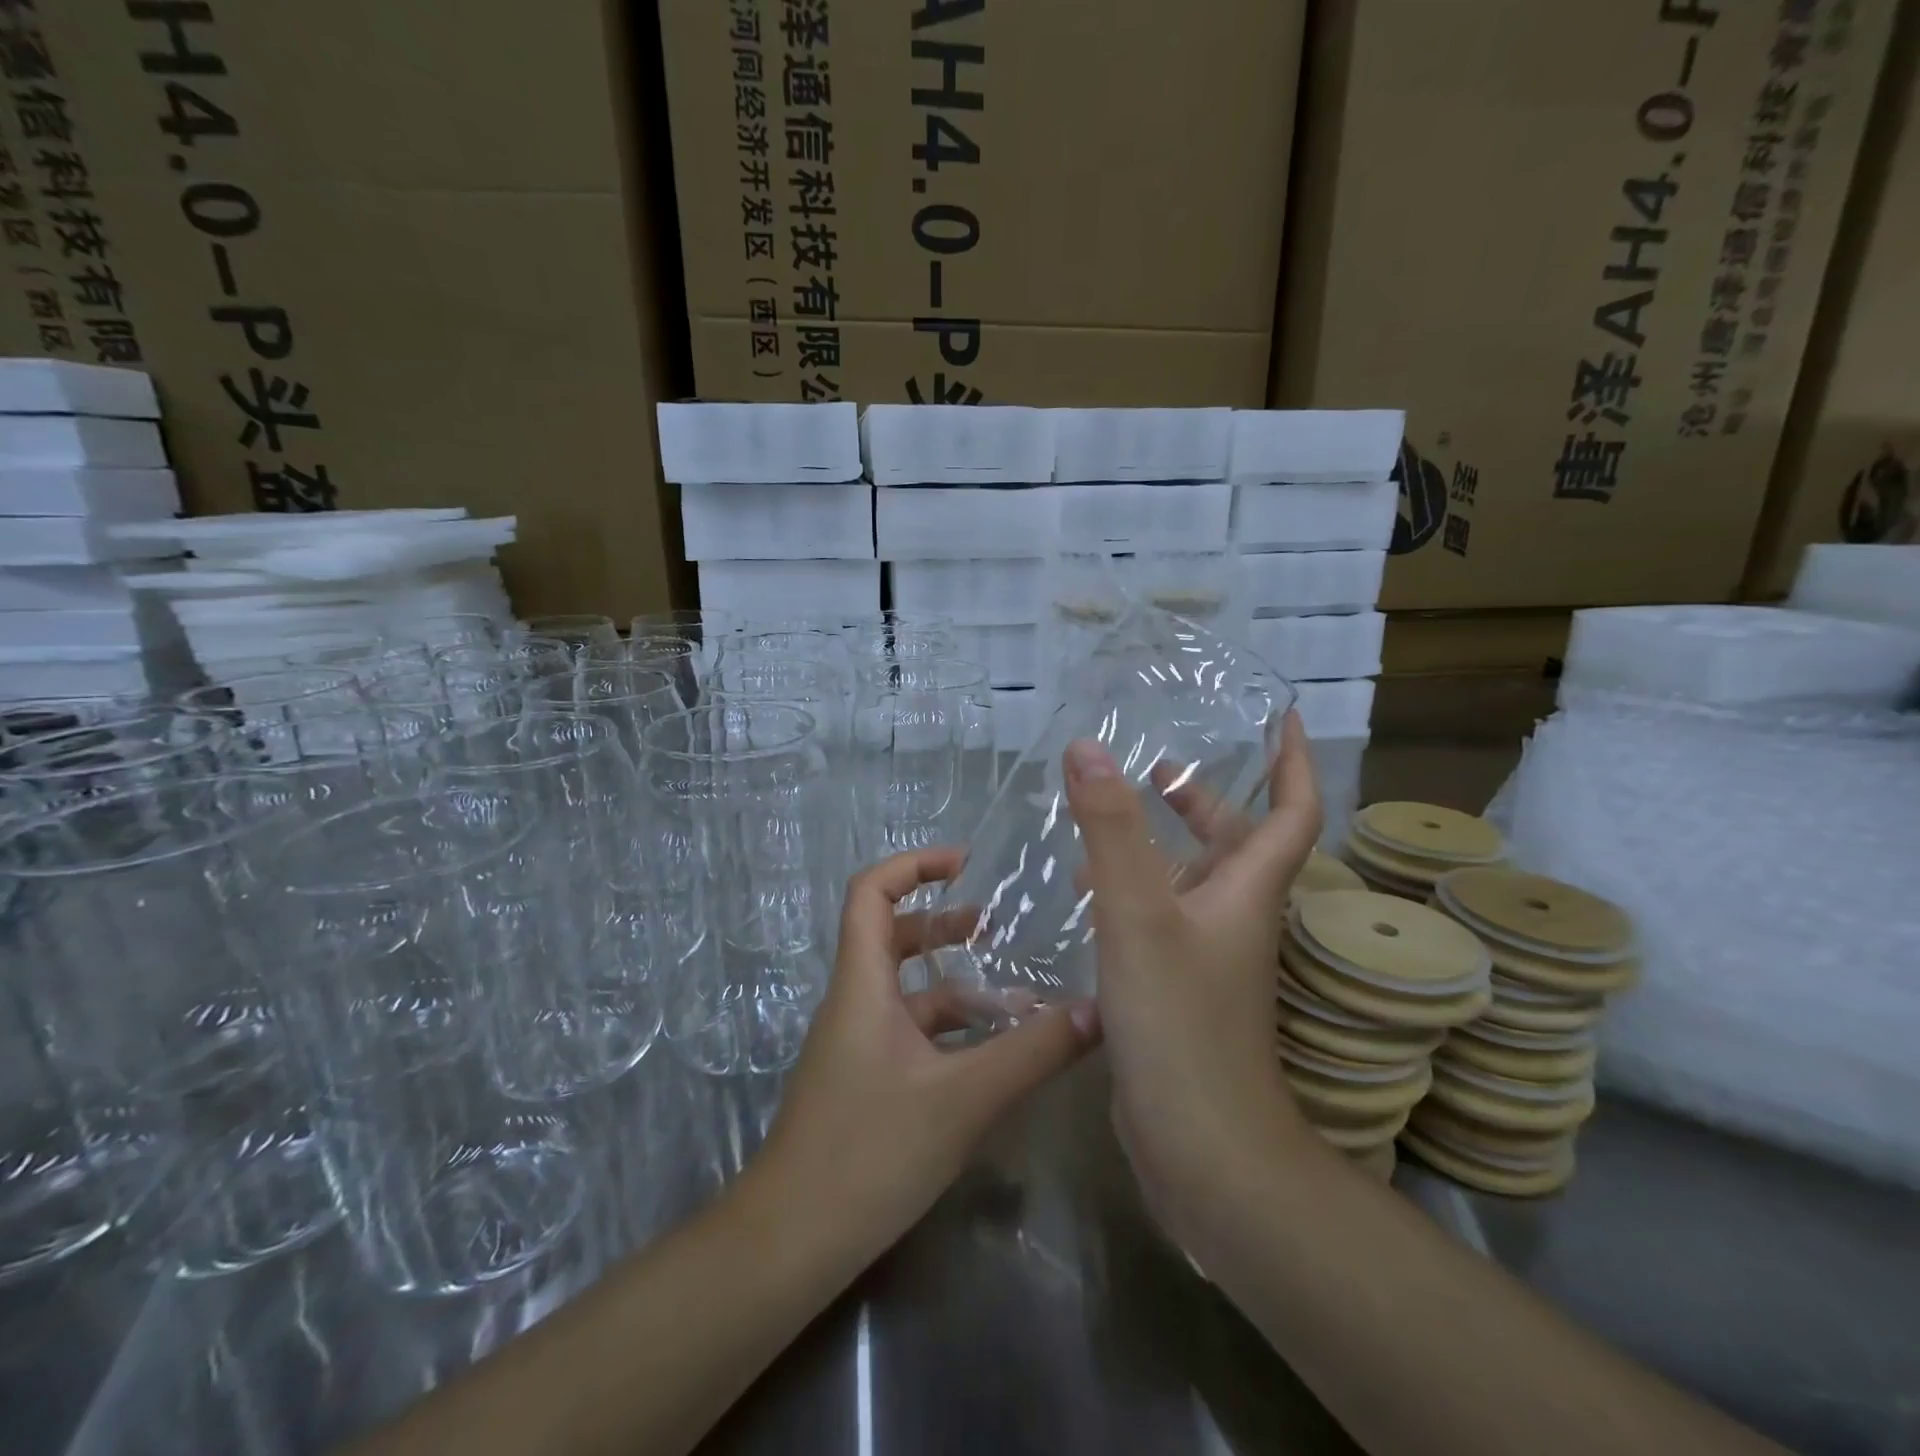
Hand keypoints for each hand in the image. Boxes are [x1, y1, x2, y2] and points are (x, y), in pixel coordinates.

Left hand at [753, 846, 1099, 1256]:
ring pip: (907, 990)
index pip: (871, 892)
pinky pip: (910, 1033)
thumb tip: (1099, 1011)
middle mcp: (856, 1001)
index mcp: (863, 984)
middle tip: (995, 925)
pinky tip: (993, 1053)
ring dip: (955, 983)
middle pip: (892, 934)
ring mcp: (858, 1043)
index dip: (913, 864)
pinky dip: (950, 1029)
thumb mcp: (963, 1098)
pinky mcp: (865, 1079)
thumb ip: (1032, 1053)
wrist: (792, 1241)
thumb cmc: (869, 1152)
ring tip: (1015, 993)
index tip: (965, 863)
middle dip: (942, 921)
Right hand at [1062, 710, 1323, 1242]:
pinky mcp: (1177, 989)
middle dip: (1204, 800)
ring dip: (1159, 844)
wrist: (1203, 1149)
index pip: (1292, 811)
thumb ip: (1112, 830)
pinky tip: (1084, 894)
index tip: (1279, 717)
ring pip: (1191, 882)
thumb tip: (1087, 748)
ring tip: (1104, 820)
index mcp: (1247, 891)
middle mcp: (1236, 918)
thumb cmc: (1180, 1023)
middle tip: (1156, 767)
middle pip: (1235, 843)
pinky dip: (1130, 892)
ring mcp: (1208, 958)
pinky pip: (1159, 919)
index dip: (1291, 761)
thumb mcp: (1139, 914)